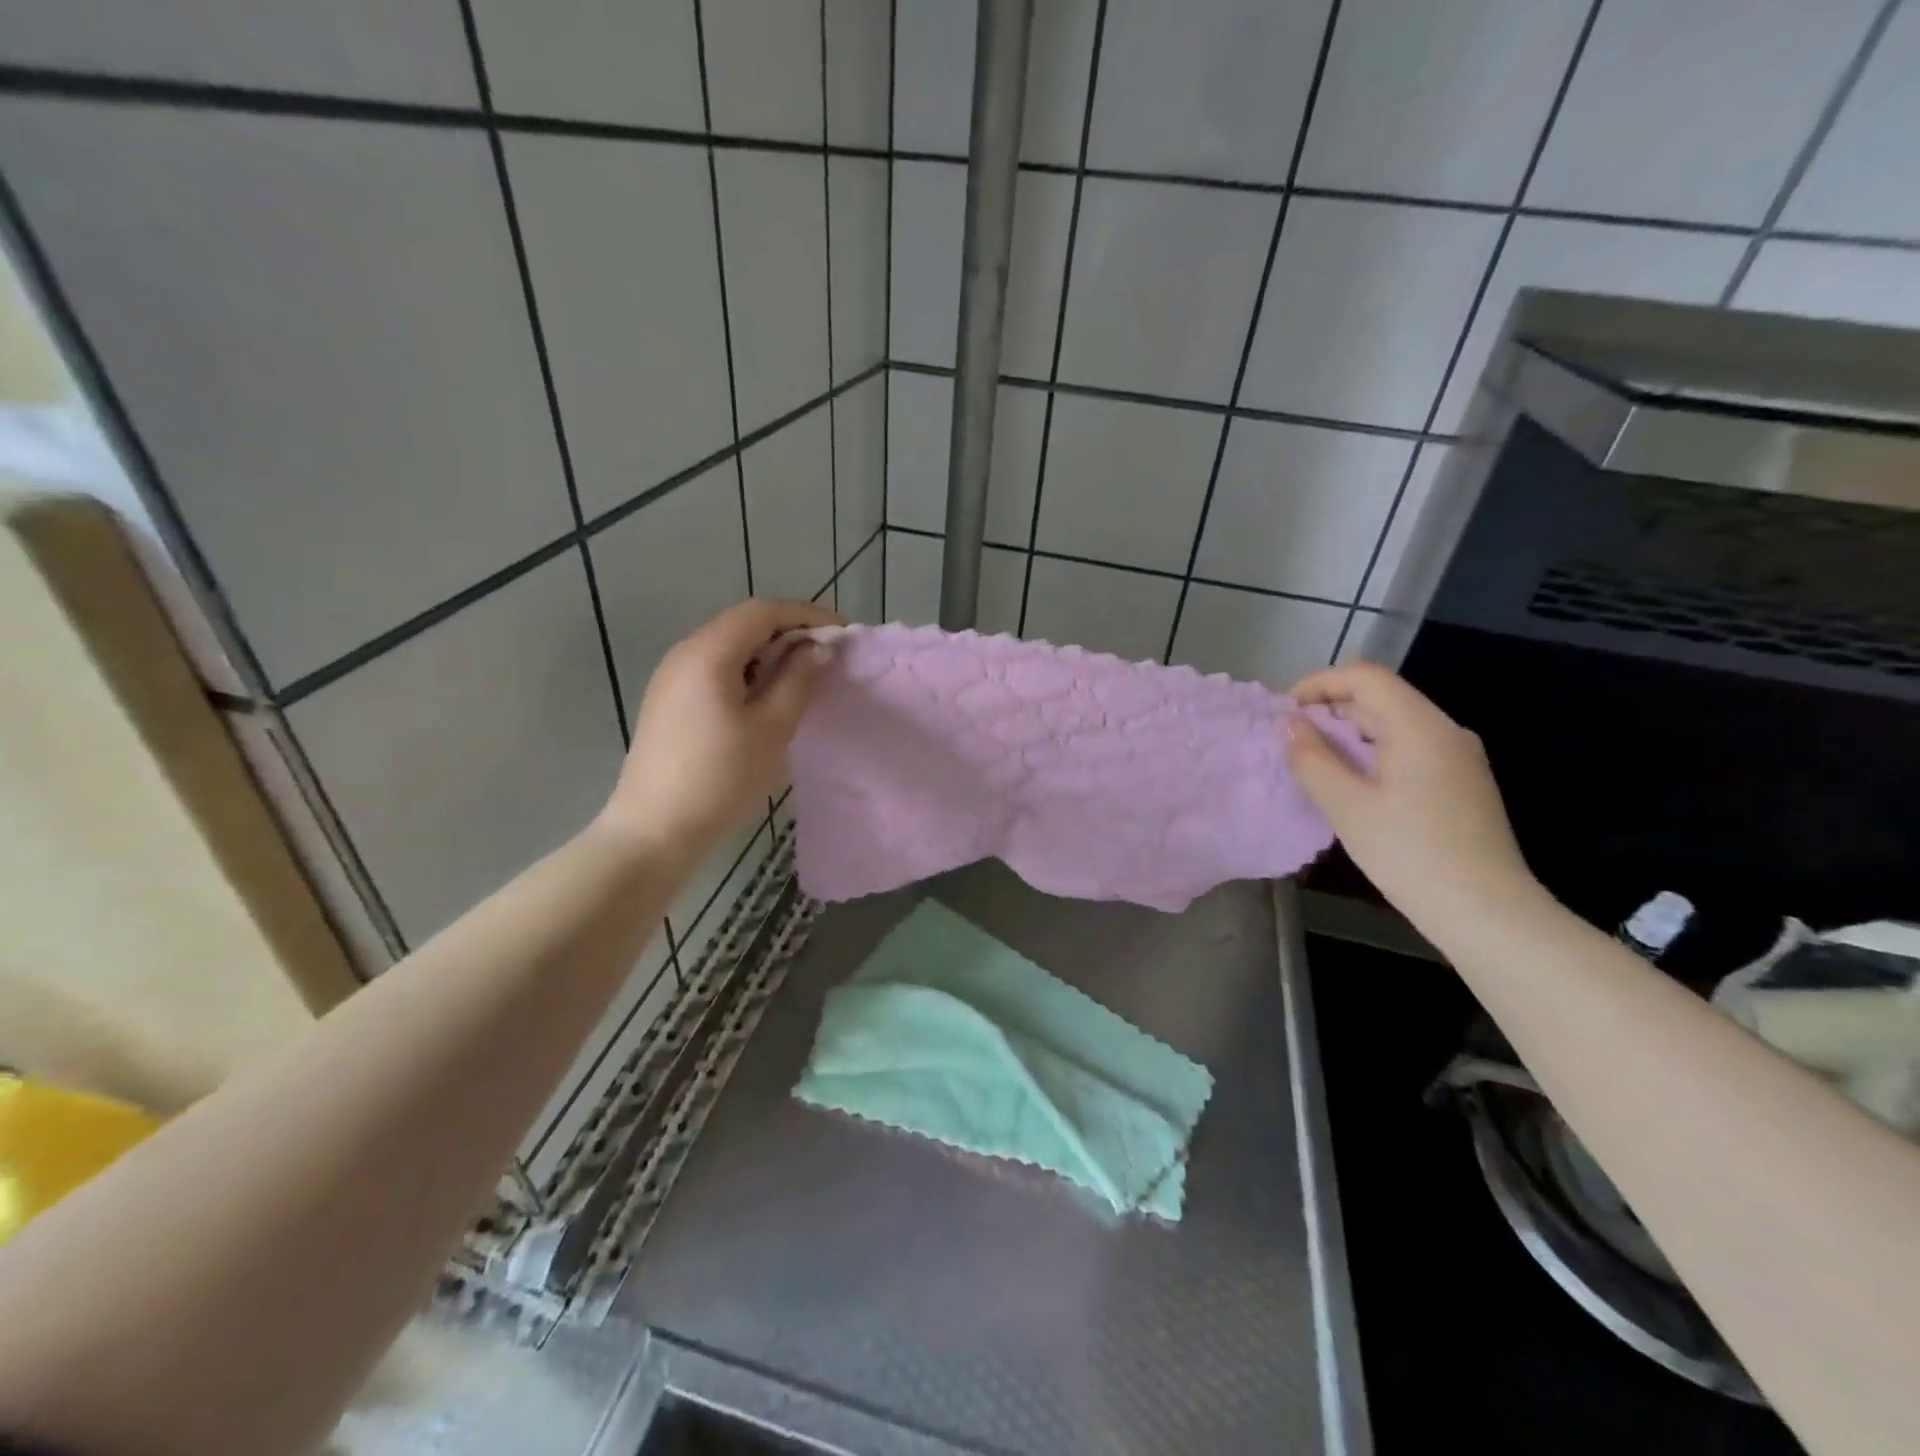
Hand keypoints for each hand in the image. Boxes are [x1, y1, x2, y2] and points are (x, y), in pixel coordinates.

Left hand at [600, 598, 843, 859]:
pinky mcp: (669, 701)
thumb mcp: (771, 728)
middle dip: (789, 632)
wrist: (655, 830)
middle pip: (743, 624)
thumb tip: (815, 648)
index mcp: (708, 652)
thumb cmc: (721, 778)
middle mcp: (684, 653)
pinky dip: (748, 672)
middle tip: (828, 655)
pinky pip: (715, 669)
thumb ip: (797, 679)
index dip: (807, 615)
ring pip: (729, 647)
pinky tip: (767, 698)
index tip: (843, 632)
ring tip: (804, 676)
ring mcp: (671, 677)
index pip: (763, 611)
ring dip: (769, 653)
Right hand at [1284, 662, 1544, 944]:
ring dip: (1350, 733)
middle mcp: (1445, 730)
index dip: (1319, 683)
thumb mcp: (1346, 805)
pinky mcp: (1462, 782)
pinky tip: (1353, 784)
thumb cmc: (1408, 853)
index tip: (1285, 711)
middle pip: (1381, 697)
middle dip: (1331, 709)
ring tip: (1314, 763)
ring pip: (1395, 724)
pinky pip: (1410, 748)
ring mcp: (1459, 757)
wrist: (1486, 911)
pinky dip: (1373, 752)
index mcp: (1419, 726)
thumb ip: (1312, 758)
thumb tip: (1290, 724)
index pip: (1365, 677)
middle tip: (1291, 741)